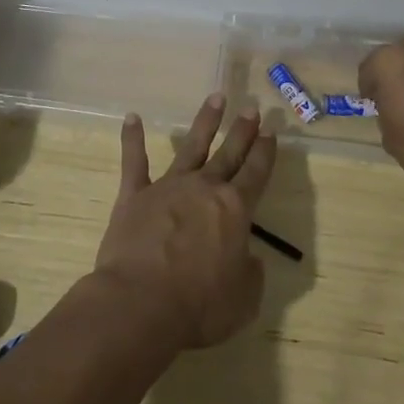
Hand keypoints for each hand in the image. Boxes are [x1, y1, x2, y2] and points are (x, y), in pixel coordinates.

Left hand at [94, 94, 278, 348]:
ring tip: (216, 97)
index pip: (256, 173)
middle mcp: (204, 189)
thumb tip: (247, 257)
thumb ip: (250, 272)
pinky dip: (132, 139)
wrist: (141, 303)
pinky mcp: (134, 196)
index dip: (265, 152)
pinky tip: (131, 117)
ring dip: (205, 122)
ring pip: (191, 147)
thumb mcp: (244, 299)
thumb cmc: (200, 306)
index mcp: (235, 210)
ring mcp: (168, 187)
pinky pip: (134, 162)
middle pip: (229, 153)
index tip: (272, 130)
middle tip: (252, 107)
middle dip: (242, 130)